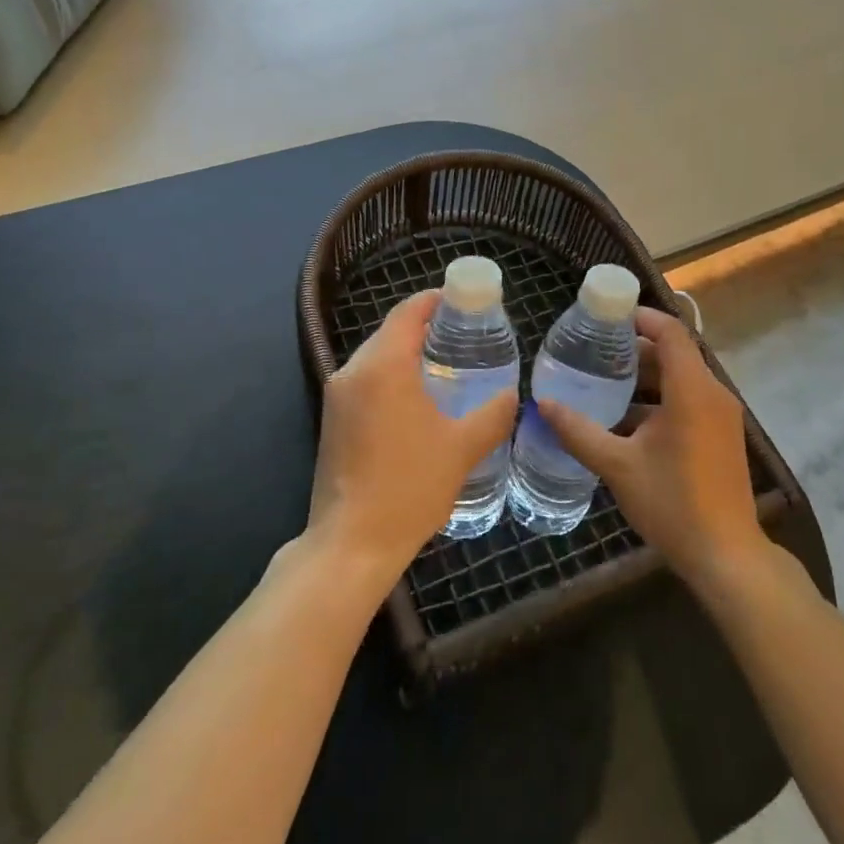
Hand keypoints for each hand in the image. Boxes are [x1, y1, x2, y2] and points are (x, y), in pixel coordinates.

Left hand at [307, 289, 517, 595]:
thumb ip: (492, 414)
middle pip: (391, 331)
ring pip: (376, 357)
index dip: (436, 300)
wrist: (352, 543)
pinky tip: (419, 399)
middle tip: (465, 336)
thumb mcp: (462, 448)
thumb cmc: (410, 487)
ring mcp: (337, 396)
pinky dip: (392, 377)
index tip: (466, 301)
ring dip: (408, 353)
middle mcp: (353, 371)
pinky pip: (366, 381)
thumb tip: (512, 394)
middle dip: (426, 327)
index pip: (409, 312)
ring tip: (448, 365)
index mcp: (383, 366)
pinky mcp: (332, 420)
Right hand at [538, 307, 767, 587]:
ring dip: (646, 378)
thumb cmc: (672, 503)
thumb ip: (578, 430)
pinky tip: (625, 420)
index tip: (608, 316)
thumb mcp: (617, 465)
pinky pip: (688, 401)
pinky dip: (659, 400)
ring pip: (681, 380)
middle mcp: (713, 395)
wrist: (726, 556)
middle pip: (675, 354)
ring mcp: (721, 417)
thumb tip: (542, 404)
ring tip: (603, 382)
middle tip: (594, 350)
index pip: (670, 333)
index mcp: (692, 391)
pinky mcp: (721, 437)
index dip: (641, 318)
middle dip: (635, 349)